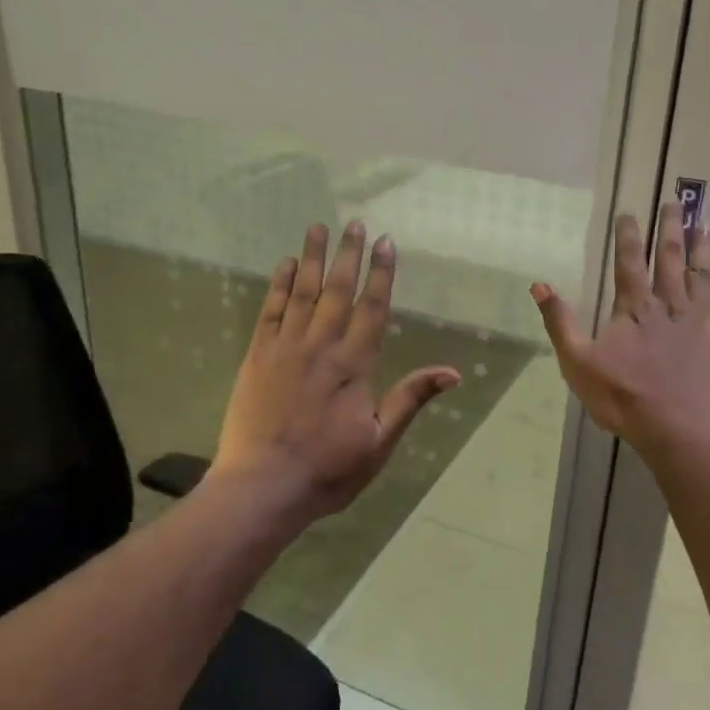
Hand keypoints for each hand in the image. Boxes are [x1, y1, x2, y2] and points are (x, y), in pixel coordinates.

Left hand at [211, 221, 459, 522]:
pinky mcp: (256, 356)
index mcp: (354, 365)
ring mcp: (285, 348)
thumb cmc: (327, 469)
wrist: (261, 487)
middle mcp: (321, 346)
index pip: (372, 307)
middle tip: (355, 222)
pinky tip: (286, 264)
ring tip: (319, 227)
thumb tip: (453, 372)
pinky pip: (270, 311)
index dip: (381, 273)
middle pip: (338, 290)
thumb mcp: (379, 442)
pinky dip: (279, 285)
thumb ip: (410, 399)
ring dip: (313, 258)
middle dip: (349, 254)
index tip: (385, 242)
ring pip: (303, 292)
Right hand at [531, 202, 709, 457]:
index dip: (628, 236)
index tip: (630, 212)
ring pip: (704, 276)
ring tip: (707, 224)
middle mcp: (670, 305)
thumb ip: (559, 322)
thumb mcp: (577, 362)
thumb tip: (539, 285)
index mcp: (634, 308)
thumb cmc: (624, 397)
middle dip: (672, 229)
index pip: (629, 262)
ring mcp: (701, 321)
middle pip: (672, 259)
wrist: (680, 430)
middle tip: (677, 202)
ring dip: (705, 249)